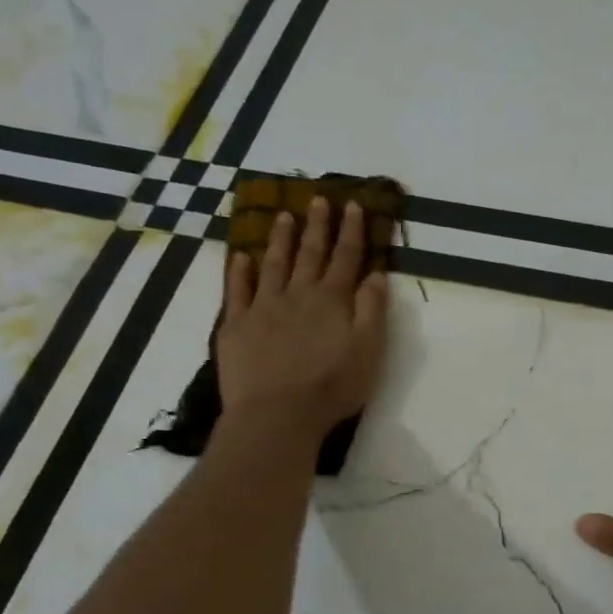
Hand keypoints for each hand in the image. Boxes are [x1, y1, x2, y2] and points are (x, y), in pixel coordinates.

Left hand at [217, 197, 388, 438]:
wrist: (277, 414)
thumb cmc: (332, 387)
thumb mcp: (369, 351)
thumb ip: (373, 310)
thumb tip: (376, 274)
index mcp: (332, 300)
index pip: (346, 258)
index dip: (351, 231)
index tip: (353, 205)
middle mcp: (298, 295)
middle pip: (310, 254)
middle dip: (317, 226)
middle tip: (318, 199)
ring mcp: (263, 307)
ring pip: (273, 264)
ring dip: (280, 239)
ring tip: (283, 215)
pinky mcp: (236, 326)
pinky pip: (237, 291)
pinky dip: (239, 271)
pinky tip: (241, 256)